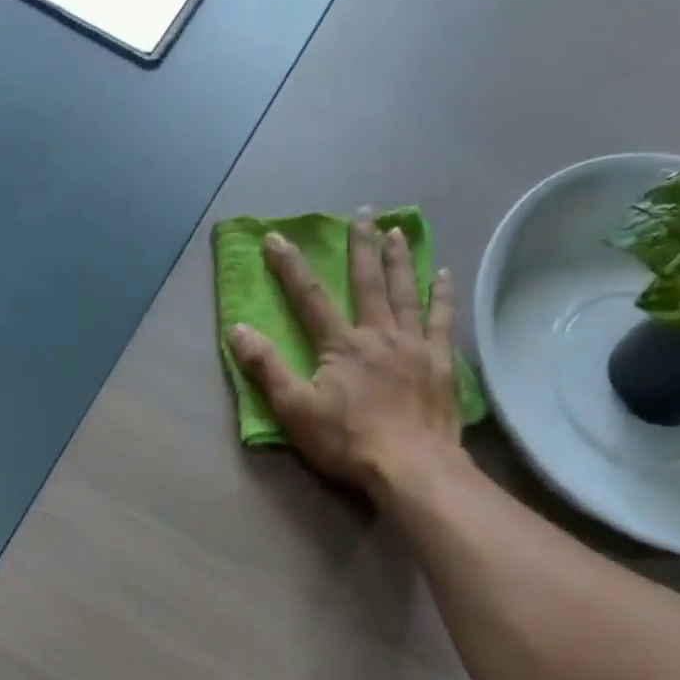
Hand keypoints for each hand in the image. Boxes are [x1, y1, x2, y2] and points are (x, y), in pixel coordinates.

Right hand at [227, 212, 463, 493]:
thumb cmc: (347, 441)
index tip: (276, 238)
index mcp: (340, 345)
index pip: (310, 298)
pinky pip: (441, 319)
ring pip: (405, 292)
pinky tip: (442, 275)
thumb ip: (267, 369)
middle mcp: (378, 334)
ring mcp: (413, 345)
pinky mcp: (439, 362)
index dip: (290, 267)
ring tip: (397, 231)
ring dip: (399, 260)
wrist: (409, 464)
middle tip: (362, 214)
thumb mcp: (294, 410)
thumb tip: (238, 329)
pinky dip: (441, 295)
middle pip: (367, 282)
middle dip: (360, 247)